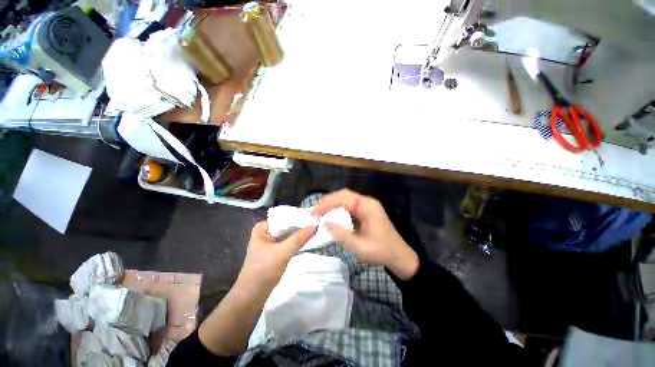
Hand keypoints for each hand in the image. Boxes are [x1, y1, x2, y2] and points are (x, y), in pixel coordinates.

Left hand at [237, 221, 316, 291]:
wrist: (252, 297)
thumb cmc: (263, 271)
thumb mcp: (282, 252)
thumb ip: (299, 238)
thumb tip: (315, 225)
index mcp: (263, 228)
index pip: (284, 217)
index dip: (298, 216)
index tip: (313, 216)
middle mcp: (266, 232)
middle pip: (287, 225)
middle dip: (300, 225)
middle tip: (317, 222)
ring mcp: (271, 242)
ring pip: (289, 234)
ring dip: (300, 233)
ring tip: (316, 228)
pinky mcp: (276, 251)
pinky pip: (289, 242)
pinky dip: (297, 241)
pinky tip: (308, 239)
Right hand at [313, 189, 418, 279]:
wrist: (398, 256)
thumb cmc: (380, 251)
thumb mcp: (359, 246)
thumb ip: (341, 234)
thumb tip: (324, 222)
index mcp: (368, 207)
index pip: (344, 198)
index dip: (327, 203)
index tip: (315, 212)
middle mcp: (367, 202)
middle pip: (344, 194)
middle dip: (328, 201)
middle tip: (315, 211)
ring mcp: (367, 205)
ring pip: (346, 198)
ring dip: (332, 203)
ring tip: (320, 212)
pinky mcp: (366, 210)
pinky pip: (349, 205)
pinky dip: (338, 208)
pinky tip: (332, 214)